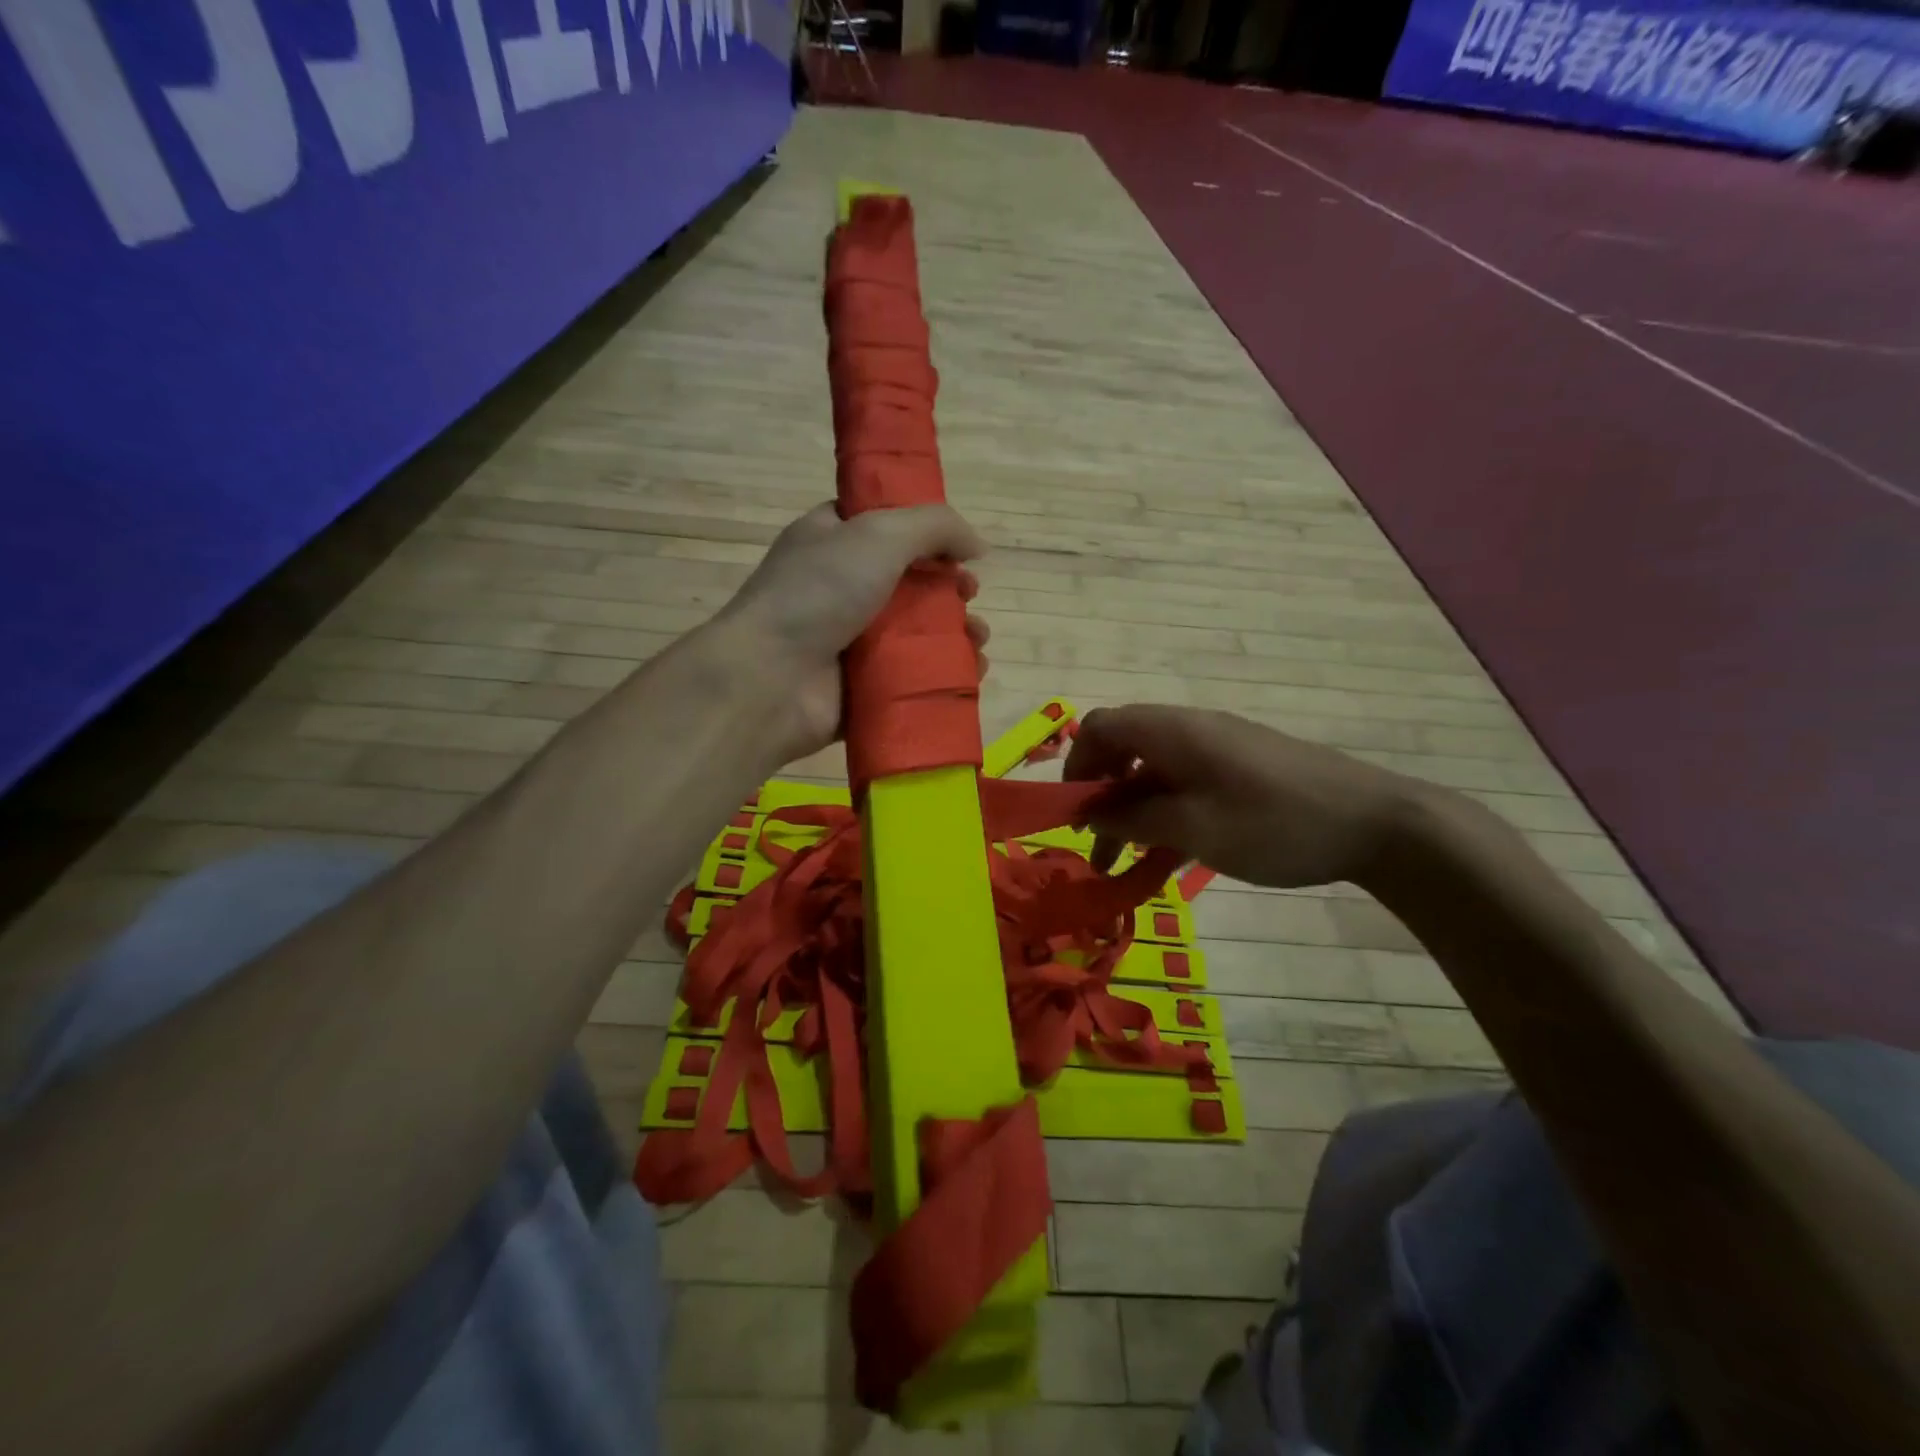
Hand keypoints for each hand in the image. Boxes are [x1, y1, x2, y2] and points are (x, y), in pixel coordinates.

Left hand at [712, 502, 990, 761]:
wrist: (772, 678)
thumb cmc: (820, 593)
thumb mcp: (879, 534)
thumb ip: (935, 527)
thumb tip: (978, 546)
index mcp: (831, 542)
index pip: (883, 528)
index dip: (926, 535)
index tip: (958, 549)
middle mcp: (839, 589)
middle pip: (909, 583)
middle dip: (949, 589)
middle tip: (969, 596)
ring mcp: (850, 642)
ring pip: (917, 633)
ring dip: (956, 634)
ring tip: (978, 641)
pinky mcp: (862, 688)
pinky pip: (912, 677)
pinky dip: (944, 674)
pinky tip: (971, 672)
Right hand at [1063, 705, 1427, 888]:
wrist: (1376, 822)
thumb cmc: (1274, 822)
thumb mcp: (1194, 828)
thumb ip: (1134, 820)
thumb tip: (1091, 815)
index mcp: (1172, 731)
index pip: (1101, 728)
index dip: (1077, 766)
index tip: (1074, 814)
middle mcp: (1190, 731)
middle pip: (1124, 751)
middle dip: (1102, 798)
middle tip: (1096, 847)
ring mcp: (1218, 750)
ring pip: (1155, 775)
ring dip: (1133, 815)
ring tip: (1124, 867)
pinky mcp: (1241, 771)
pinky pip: (1186, 786)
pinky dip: (1166, 817)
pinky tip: (1169, 860)